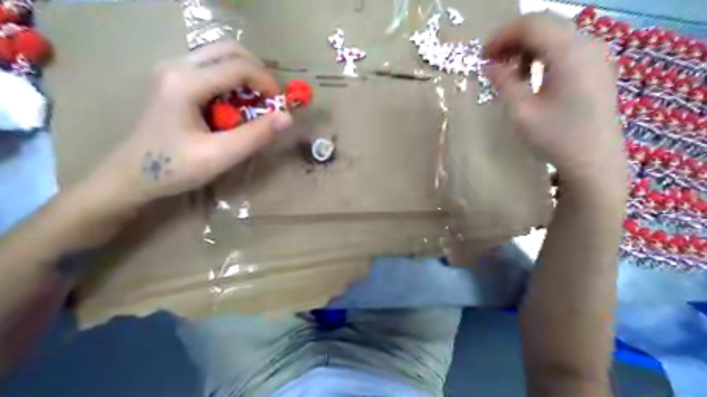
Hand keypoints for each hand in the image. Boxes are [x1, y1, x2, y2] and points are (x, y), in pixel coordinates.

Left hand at [84, 41, 292, 209]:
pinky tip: (233, 104)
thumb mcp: (219, 156)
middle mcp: (176, 65)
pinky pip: (211, 66)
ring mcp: (171, 68)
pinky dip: (231, 80)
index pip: (238, 66)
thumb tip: (287, 117)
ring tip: (254, 104)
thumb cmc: (173, 168)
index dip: (267, 83)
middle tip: (269, 101)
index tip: (280, 107)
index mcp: (185, 83)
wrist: (131, 175)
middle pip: (229, 49)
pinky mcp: (172, 77)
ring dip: (245, 75)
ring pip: (220, 54)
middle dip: (258, 73)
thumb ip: (255, 136)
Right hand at [483, 12, 626, 195]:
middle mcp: (587, 44)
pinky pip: (566, 47)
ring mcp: (596, 54)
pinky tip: (531, 76)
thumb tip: (490, 65)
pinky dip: (543, 54)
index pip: (531, 24)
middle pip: (544, 24)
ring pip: (555, 33)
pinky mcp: (597, 66)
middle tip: (491, 62)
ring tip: (509, 72)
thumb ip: (504, 82)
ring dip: (527, 47)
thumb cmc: (556, 138)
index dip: (501, 36)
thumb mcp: (522, 112)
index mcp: (569, 53)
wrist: (594, 161)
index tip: (482, 56)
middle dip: (513, 39)